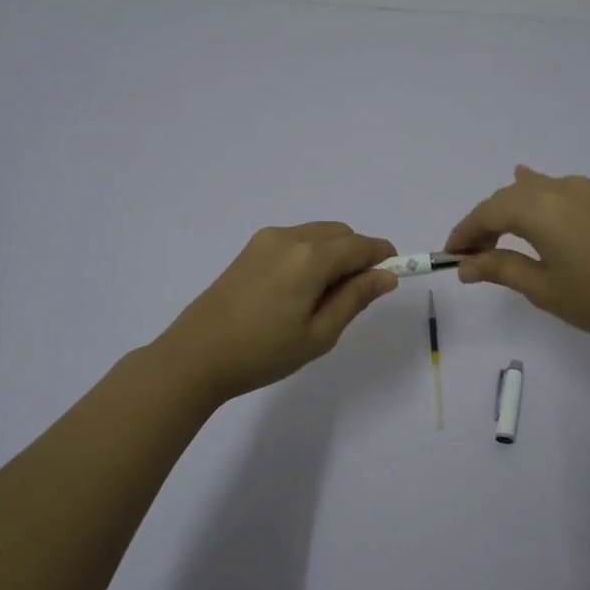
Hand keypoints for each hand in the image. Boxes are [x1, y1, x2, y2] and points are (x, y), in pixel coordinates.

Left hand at [155, 222, 398, 402]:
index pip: (361, 245)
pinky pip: (294, 241)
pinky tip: (298, 292)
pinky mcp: (249, 249)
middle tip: (354, 297)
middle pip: (340, 233)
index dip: (383, 257)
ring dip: (333, 255)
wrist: (196, 356)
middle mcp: (290, 237)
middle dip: (357, 255)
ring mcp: (266, 240)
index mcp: (311, 257)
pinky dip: (310, 255)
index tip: (393, 277)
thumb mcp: (319, 334)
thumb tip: (386, 276)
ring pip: (317, 235)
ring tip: (323, 299)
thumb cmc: (263, 352)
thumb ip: (355, 298)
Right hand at [445, 166, 589, 350]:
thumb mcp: (543, 289)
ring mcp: (585, 191)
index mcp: (540, 208)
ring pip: (532, 190)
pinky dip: (535, 197)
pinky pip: (557, 189)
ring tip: (498, 236)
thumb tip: (465, 265)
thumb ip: (500, 269)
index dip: (465, 232)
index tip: (450, 256)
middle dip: (485, 222)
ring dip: (510, 210)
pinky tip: (530, 194)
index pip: (488, 212)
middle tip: (473, 256)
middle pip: (508, 197)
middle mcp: (560, 188)